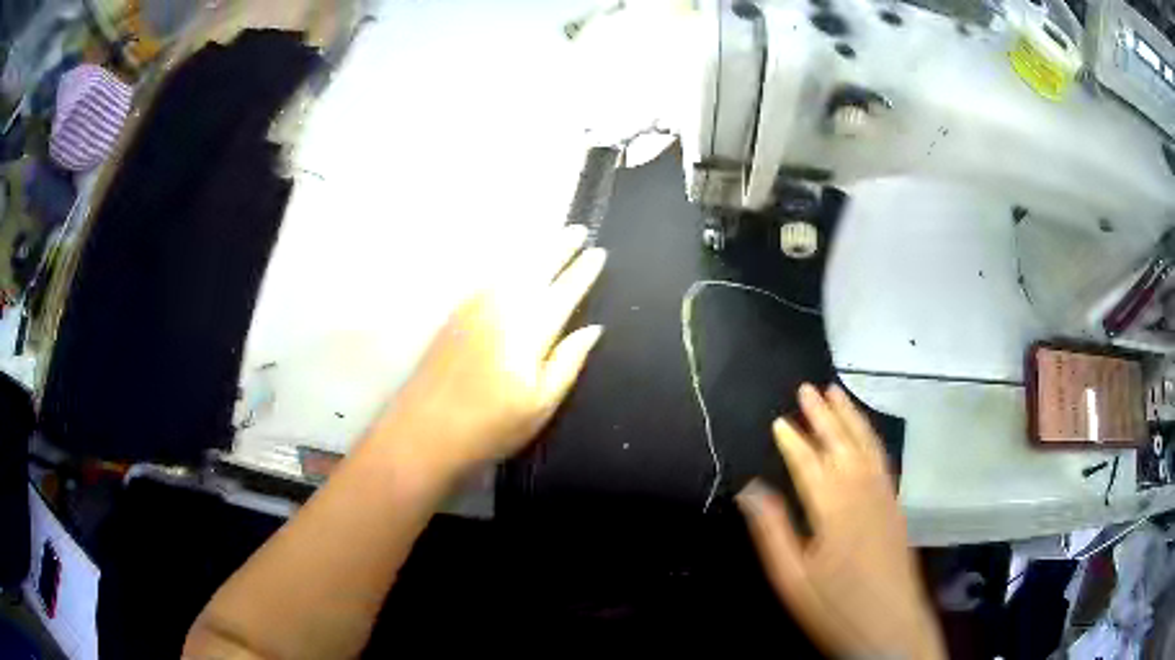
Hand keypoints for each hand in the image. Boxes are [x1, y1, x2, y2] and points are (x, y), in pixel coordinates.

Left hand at [373, 225, 605, 479]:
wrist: (424, 431)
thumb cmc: (490, 426)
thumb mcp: (540, 405)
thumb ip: (567, 362)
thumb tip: (593, 329)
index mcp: (528, 330)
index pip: (564, 292)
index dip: (583, 272)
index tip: (598, 253)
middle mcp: (502, 308)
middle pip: (536, 269)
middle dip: (560, 248)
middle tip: (579, 230)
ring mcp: (474, 308)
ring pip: (511, 268)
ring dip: (535, 250)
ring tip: (553, 237)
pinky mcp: (456, 315)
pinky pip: (490, 277)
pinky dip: (509, 264)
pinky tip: (514, 264)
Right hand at [737, 384, 944, 659]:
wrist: (891, 625)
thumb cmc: (835, 607)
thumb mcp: (792, 579)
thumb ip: (773, 532)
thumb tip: (751, 491)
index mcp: (832, 510)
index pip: (809, 464)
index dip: (793, 441)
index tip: (779, 420)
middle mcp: (861, 492)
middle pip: (841, 445)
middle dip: (823, 415)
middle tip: (807, 388)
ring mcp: (883, 496)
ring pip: (866, 446)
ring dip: (850, 417)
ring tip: (836, 392)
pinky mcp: (895, 505)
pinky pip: (882, 460)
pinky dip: (871, 437)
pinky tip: (865, 432)